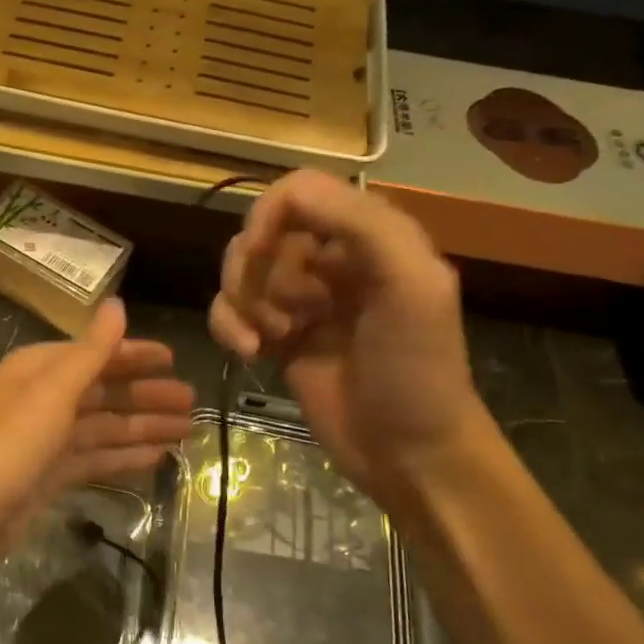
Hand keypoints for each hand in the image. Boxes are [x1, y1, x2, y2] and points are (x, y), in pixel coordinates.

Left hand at [0, 299, 195, 602]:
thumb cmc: (5, 449)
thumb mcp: (51, 393)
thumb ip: (90, 351)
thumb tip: (118, 304)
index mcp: (38, 371)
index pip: (95, 354)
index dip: (134, 356)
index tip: (174, 359)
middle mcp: (41, 400)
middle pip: (103, 392)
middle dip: (145, 395)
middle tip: (192, 403)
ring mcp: (43, 442)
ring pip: (102, 428)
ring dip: (141, 427)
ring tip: (186, 431)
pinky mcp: (45, 479)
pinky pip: (93, 459)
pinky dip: (123, 457)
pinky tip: (155, 459)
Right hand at [209, 171, 486, 500]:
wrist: (408, 452)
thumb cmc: (416, 370)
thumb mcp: (412, 286)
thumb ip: (362, 225)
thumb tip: (287, 197)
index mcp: (369, 234)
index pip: (299, 192)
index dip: (269, 214)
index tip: (260, 252)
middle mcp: (331, 257)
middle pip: (261, 231)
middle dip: (256, 271)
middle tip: (283, 314)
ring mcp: (301, 298)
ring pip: (240, 270)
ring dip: (242, 302)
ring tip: (268, 338)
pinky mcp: (277, 334)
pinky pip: (229, 309)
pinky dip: (227, 325)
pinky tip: (248, 352)